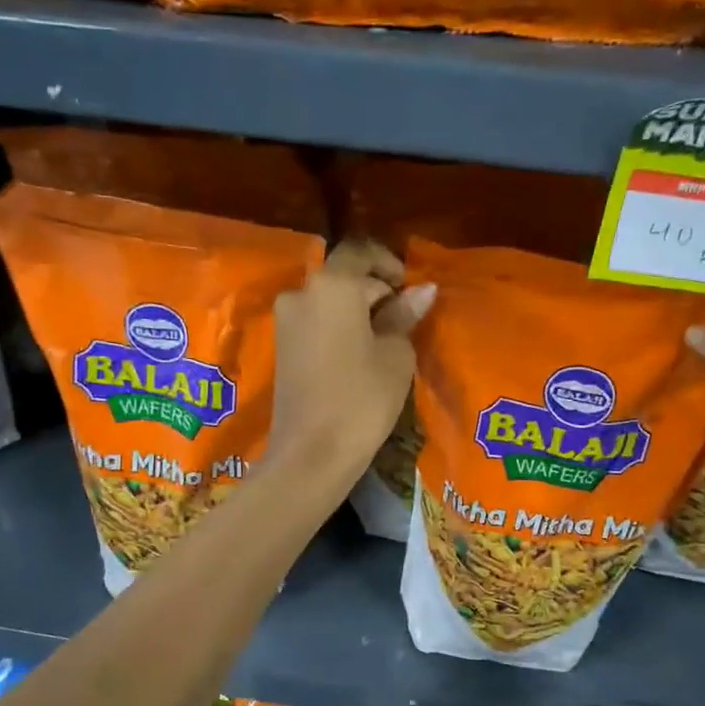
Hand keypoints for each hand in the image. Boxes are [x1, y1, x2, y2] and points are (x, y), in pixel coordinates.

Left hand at [270, 239, 434, 486]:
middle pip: (343, 276)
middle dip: (375, 290)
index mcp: (332, 285)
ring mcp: (286, 321)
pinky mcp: (282, 347)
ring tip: (384, 342)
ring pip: (329, 300)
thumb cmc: (362, 399)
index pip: (360, 251)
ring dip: (356, 311)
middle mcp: (302, 293)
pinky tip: (359, 355)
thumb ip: (404, 316)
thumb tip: (422, 291)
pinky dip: (339, 328)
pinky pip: (316, 323)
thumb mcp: (395, 355)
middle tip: (404, 320)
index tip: (409, 289)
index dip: (388, 263)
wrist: (311, 453)